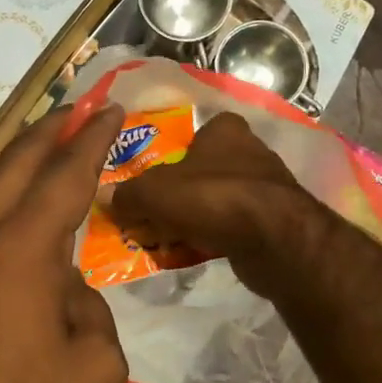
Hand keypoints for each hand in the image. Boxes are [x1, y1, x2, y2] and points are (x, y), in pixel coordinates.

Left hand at [0, 105, 129, 382]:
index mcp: (24, 251)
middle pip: (15, 164)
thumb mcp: (96, 369)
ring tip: (45, 149)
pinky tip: (9, 220)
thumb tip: (67, 293)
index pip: (67, 176)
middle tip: (78, 108)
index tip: (113, 111)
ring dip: (17, 163)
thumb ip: (92, 311)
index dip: (94, 140)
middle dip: (50, 129)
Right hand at [111, 112, 317, 288]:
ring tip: (166, 239)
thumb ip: (129, 195)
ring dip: (193, 219)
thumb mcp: (155, 193)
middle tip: (150, 216)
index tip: (153, 182)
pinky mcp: (274, 220)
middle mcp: (249, 151)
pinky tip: (193, 253)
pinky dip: (212, 237)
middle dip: (177, 195)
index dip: (171, 157)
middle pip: (201, 172)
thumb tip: (107, 199)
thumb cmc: (212, 197)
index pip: (194, 134)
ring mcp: (265, 187)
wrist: (275, 239)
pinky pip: (231, 226)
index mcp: (225, 130)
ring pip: (216, 201)